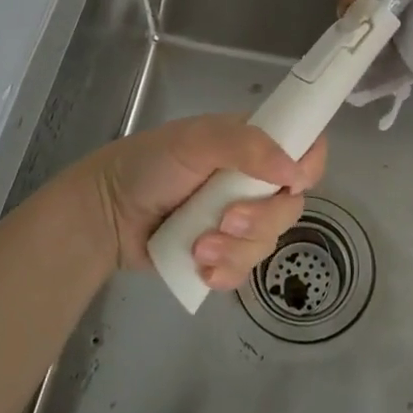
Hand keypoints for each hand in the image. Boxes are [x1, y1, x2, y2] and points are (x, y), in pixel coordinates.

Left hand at [76, 114, 327, 289]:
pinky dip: (227, 272)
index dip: (307, 168)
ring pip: (268, 242)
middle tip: (225, 220)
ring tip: (198, 246)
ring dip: (236, 250)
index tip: (288, 184)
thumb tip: (294, 172)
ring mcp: (239, 220)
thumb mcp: (196, 140)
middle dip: (260, 219)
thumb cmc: (151, 163)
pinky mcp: (222, 255)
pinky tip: (202, 269)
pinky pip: (246, 271)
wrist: (106, 214)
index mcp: (254, 144)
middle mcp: (253, 181)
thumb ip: (247, 146)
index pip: (305, 150)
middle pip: (290, 206)